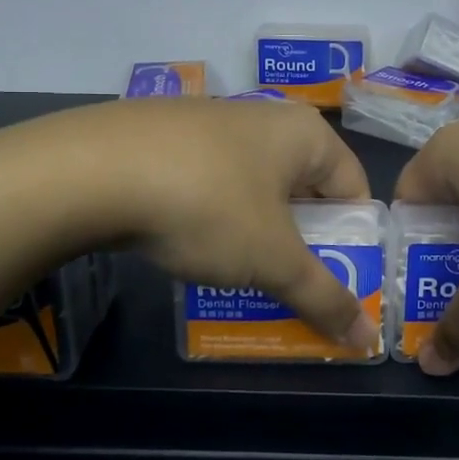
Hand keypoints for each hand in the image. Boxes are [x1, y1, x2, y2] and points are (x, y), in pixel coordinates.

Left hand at [66, 97, 378, 351]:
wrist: (91, 170)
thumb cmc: (208, 206)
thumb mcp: (271, 260)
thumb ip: (324, 297)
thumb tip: (367, 342)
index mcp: (305, 133)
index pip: (354, 190)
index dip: (353, 242)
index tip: (336, 283)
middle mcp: (264, 117)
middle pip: (303, 191)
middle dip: (300, 244)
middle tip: (289, 287)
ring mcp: (210, 122)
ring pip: (253, 190)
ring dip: (255, 235)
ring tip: (238, 276)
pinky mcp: (165, 136)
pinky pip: (209, 184)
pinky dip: (212, 218)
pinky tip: (188, 245)